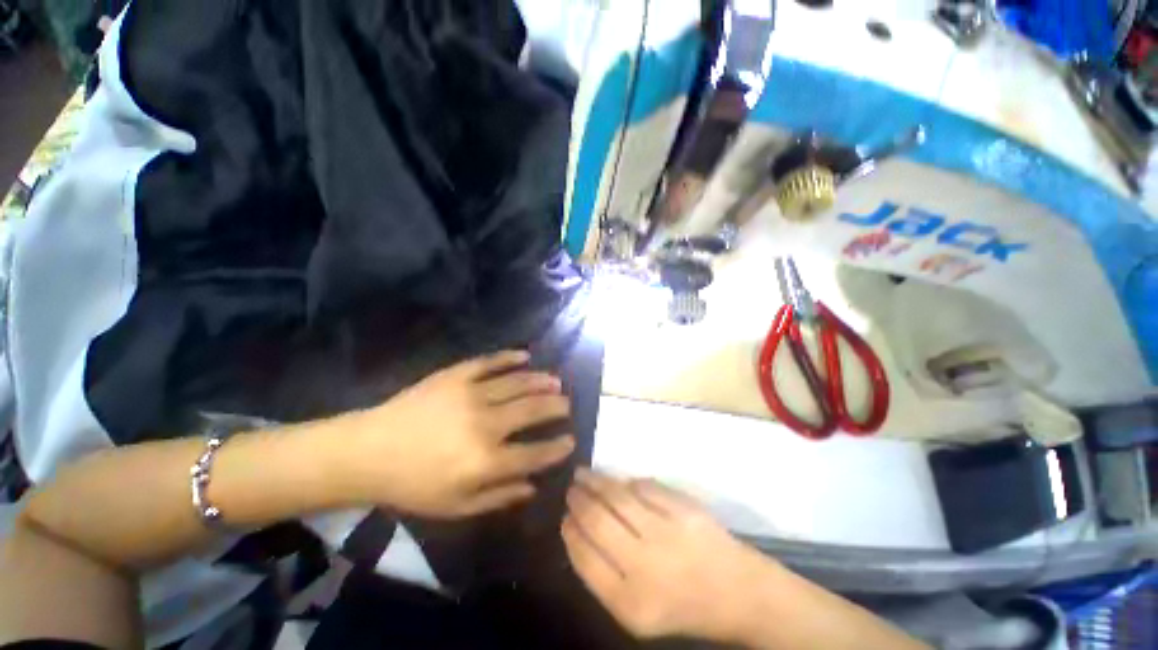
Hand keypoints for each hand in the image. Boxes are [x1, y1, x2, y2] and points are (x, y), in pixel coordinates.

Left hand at [338, 350, 574, 517]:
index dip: (557, 448)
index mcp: (485, 461)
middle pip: (532, 410)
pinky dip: (510, 357)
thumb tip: (533, 486)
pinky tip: (526, 355)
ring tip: (555, 380)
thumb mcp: (455, 507)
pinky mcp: (455, 375)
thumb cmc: (412, 485)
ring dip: (541, 381)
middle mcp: (485, 424)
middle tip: (567, 404)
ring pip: (517, 383)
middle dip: (556, 406)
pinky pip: (489, 362)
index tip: (571, 440)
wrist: (369, 452)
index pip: (534, 453)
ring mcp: (470, 394)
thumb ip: (498, 497)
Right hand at [562, 469, 773, 641]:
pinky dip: (626, 482)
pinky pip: (643, 486)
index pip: (584, 557)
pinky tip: (618, 482)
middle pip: (597, 520)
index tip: (565, 517)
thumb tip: (577, 530)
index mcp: (629, 602)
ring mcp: (667, 532)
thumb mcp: (635, 611)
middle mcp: (645, 566)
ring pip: (617, 496)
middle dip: (578, 500)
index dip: (570, 531)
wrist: (738, 592)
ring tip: (583, 474)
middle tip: (571, 489)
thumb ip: (603, 576)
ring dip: (596, 481)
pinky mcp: (684, 508)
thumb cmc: (682, 605)